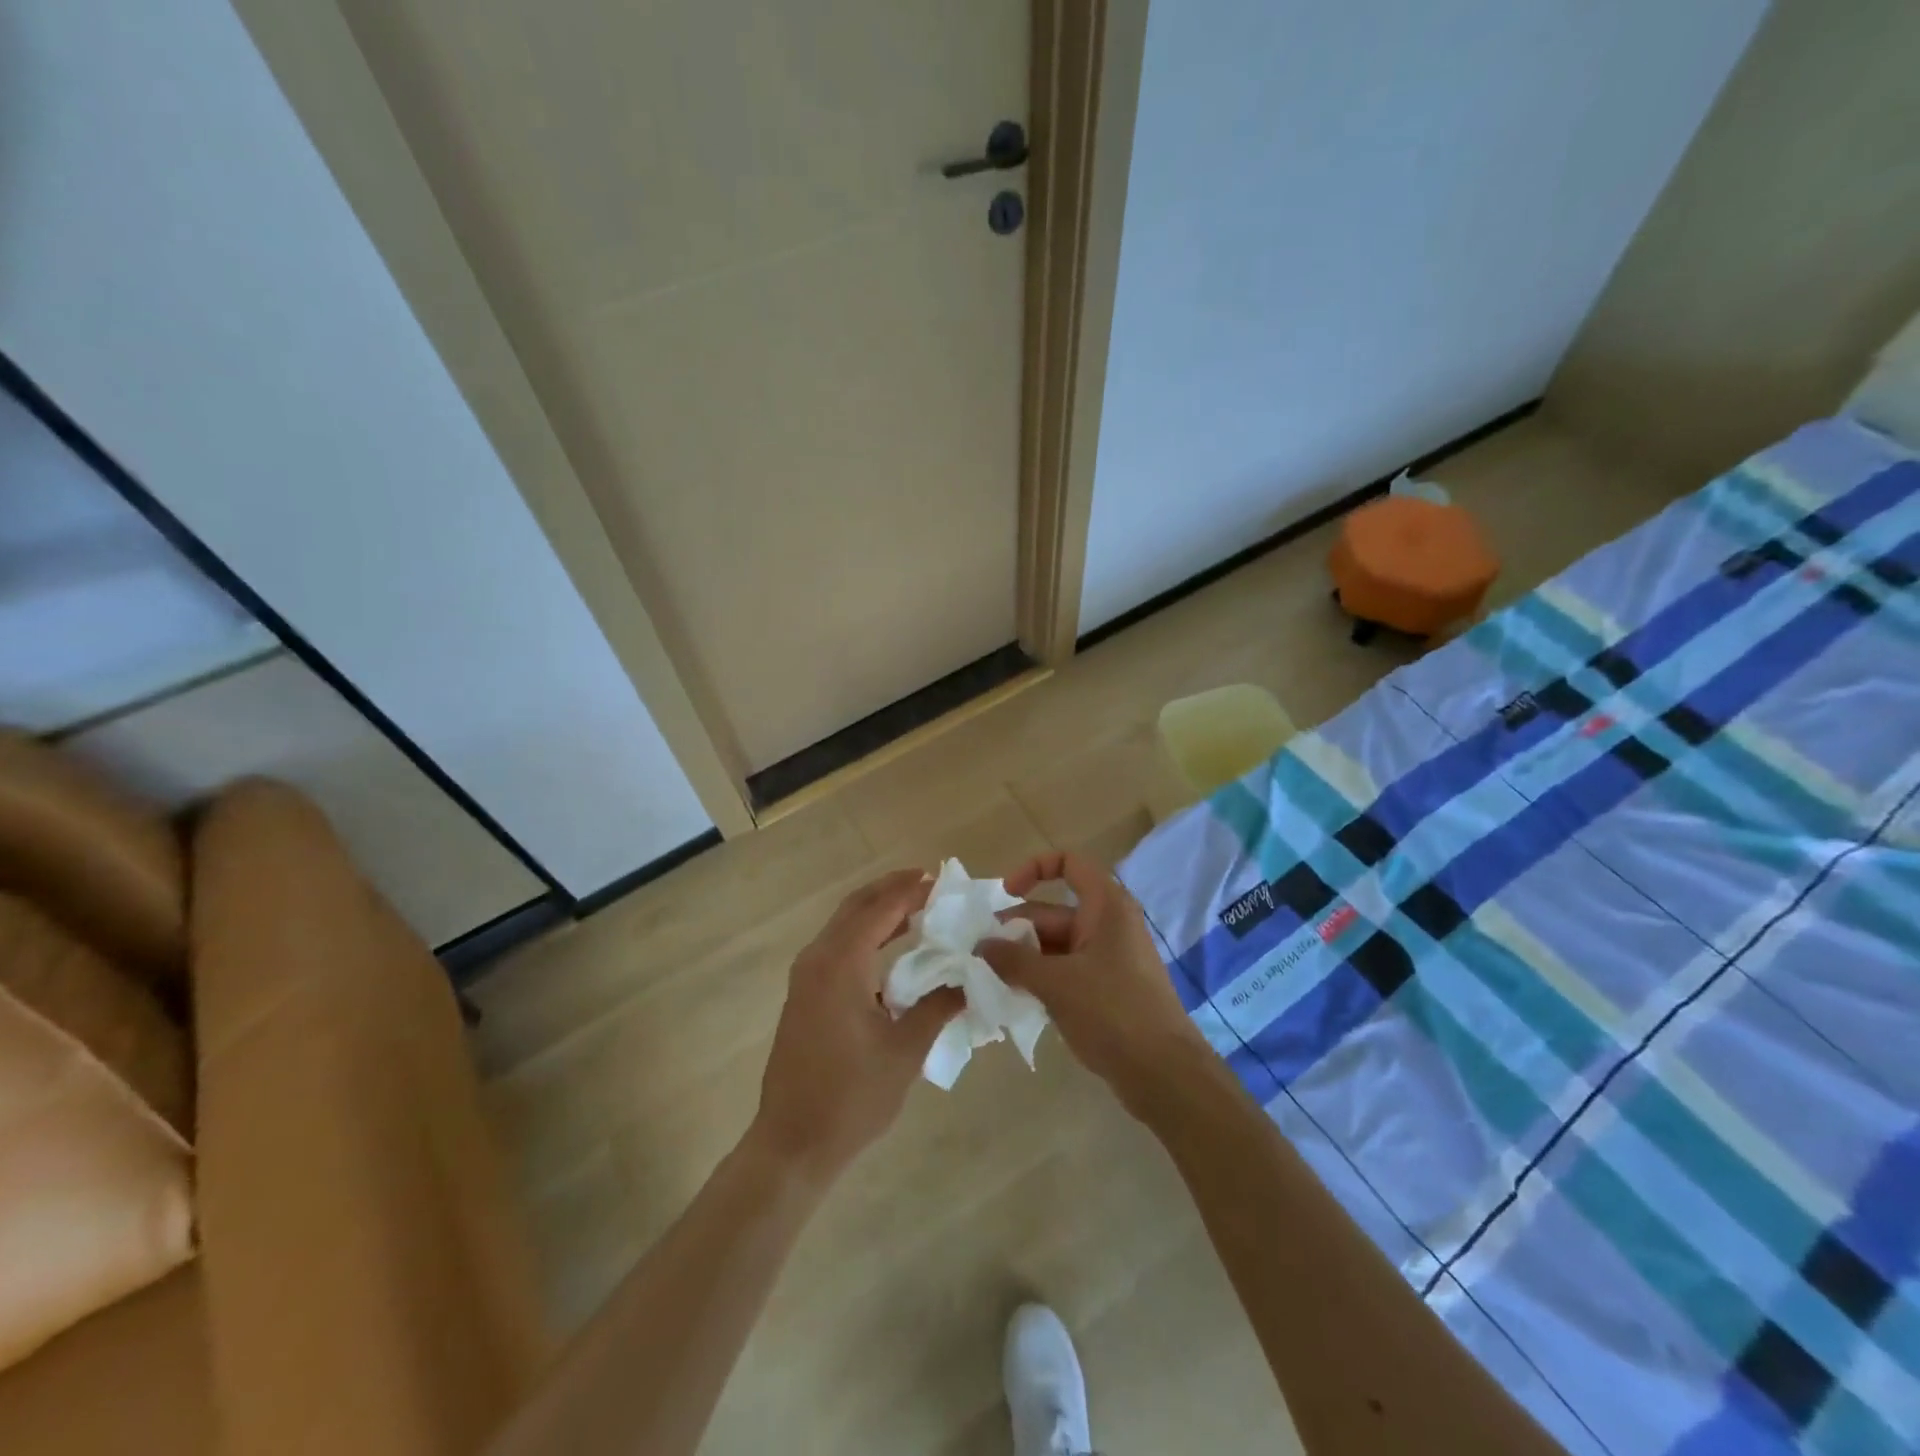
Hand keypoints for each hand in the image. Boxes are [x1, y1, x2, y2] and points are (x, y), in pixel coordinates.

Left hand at [751, 869, 962, 1182]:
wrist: (793, 1143)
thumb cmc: (852, 1096)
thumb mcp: (905, 1050)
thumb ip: (939, 1005)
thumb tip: (970, 977)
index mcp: (840, 964)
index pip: (880, 909)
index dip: (911, 891)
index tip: (943, 881)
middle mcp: (817, 959)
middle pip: (856, 906)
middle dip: (891, 890)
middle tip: (930, 883)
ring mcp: (805, 976)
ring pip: (843, 924)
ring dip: (877, 911)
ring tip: (917, 907)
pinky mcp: (804, 994)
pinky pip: (836, 946)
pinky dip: (864, 934)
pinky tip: (891, 947)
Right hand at [976, 852, 1209, 1115]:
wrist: (1163, 1073)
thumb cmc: (1112, 1012)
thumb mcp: (1056, 982)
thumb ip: (1014, 960)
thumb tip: (981, 946)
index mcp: (1105, 906)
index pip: (1069, 863)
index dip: (1034, 869)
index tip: (1005, 894)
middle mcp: (1108, 924)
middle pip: (1053, 911)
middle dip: (1016, 929)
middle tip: (979, 955)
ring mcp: (1108, 958)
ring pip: (1056, 945)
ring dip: (1024, 958)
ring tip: (989, 978)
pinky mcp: (1107, 988)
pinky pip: (1066, 970)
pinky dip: (1041, 977)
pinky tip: (1014, 997)